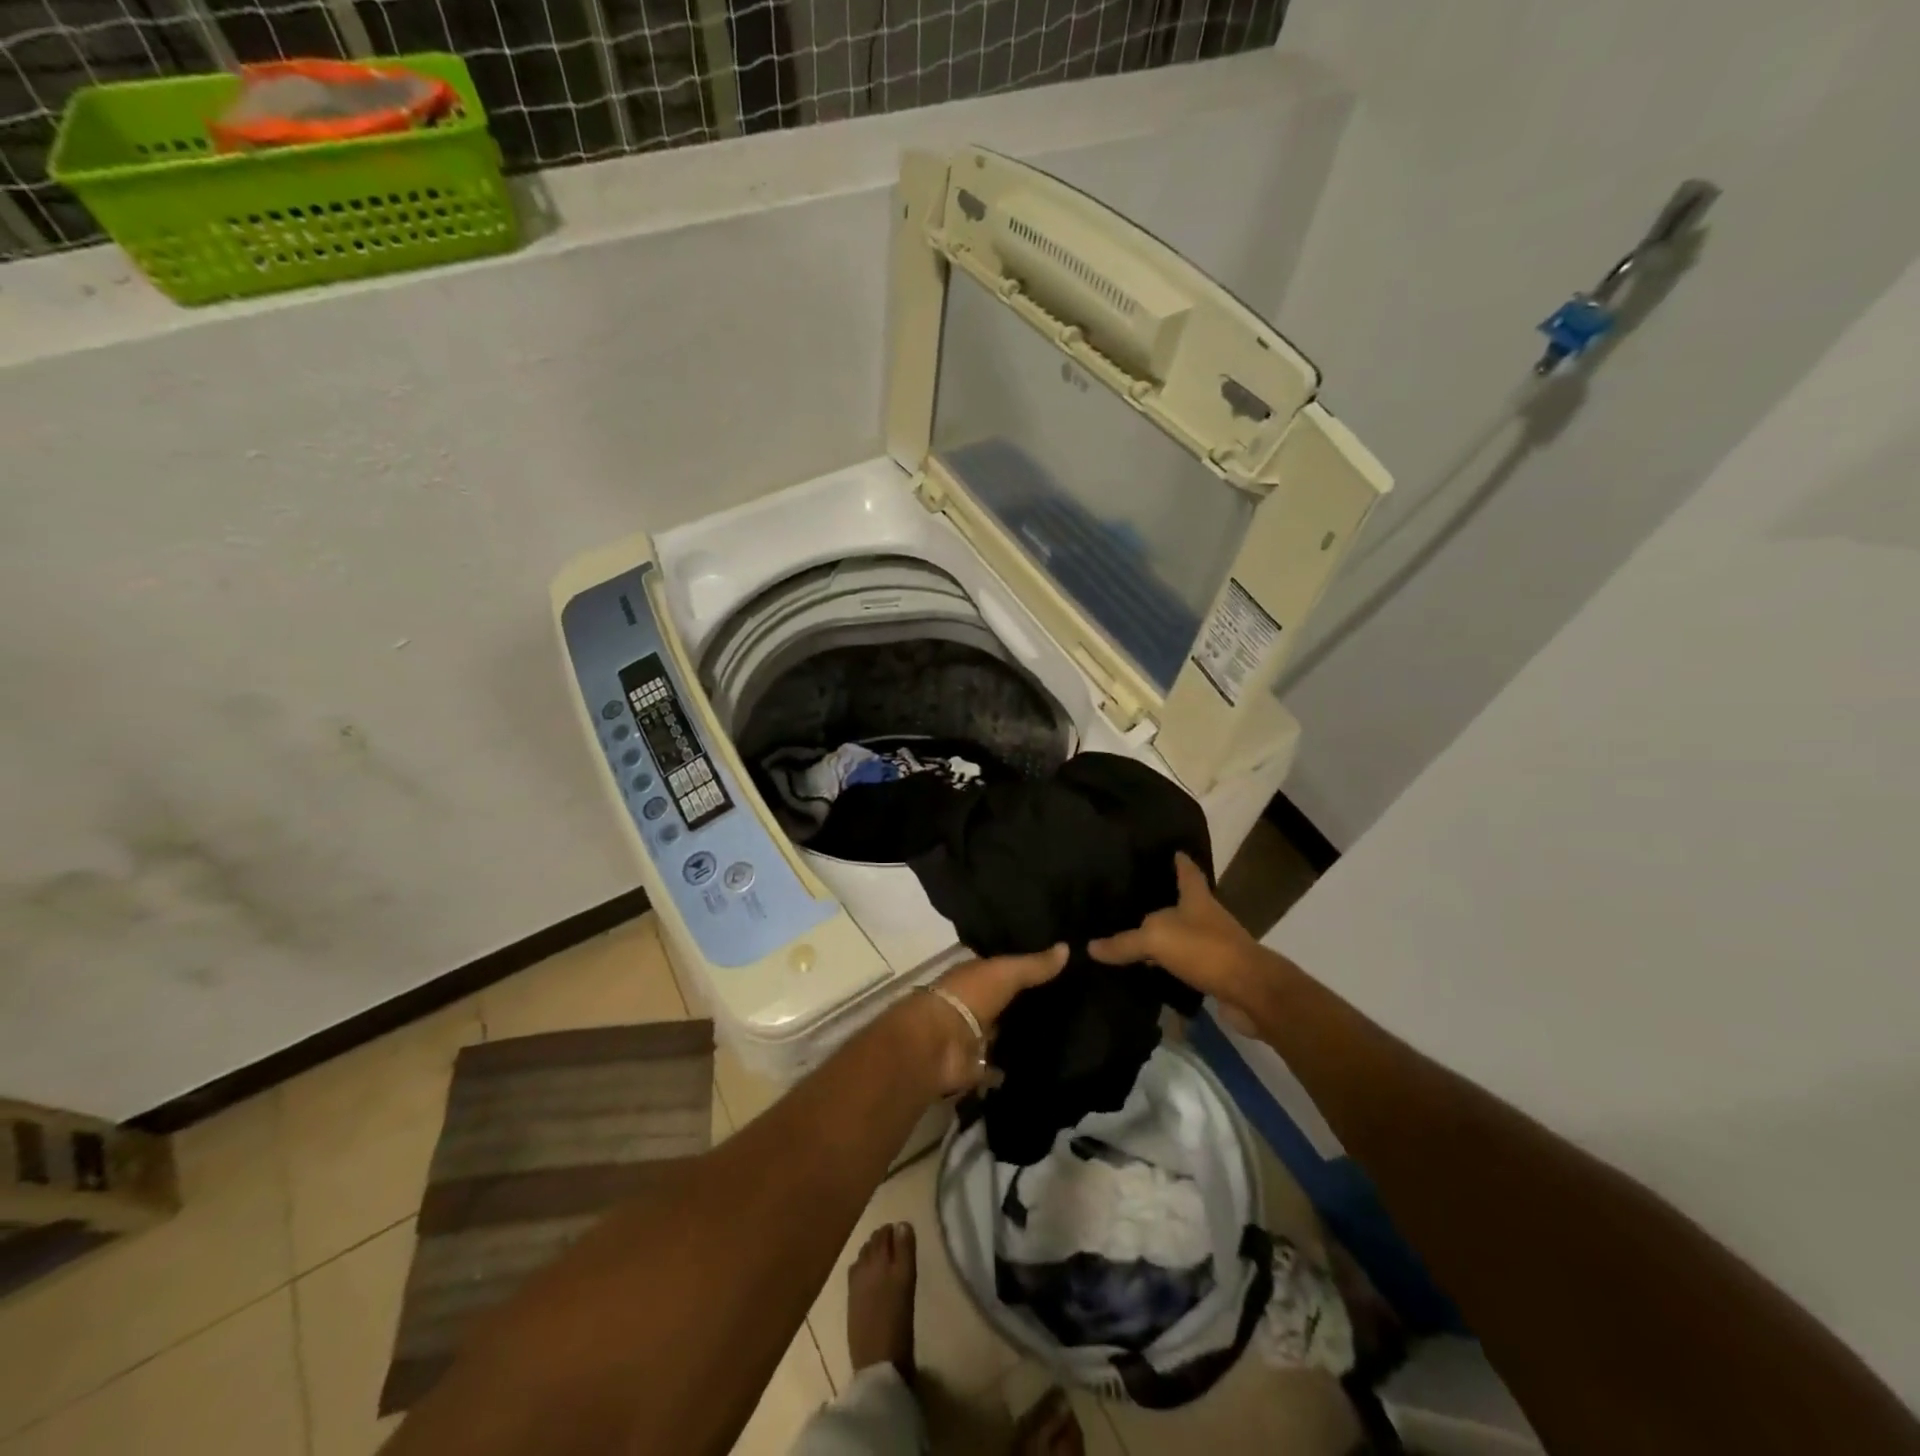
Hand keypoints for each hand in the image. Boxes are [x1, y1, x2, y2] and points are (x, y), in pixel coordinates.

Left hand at [915, 944, 1068, 1095]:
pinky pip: (998, 1066)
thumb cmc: (969, 996)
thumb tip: (1067, 947)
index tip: (1055, 971)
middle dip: (1025, 1004)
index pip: (1002, 970)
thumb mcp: (1005, 972)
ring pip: (1001, 1033)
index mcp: (973, 977)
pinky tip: (1039, 1067)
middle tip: (1067, 1006)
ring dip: (1019, 1036)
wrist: (939, 1043)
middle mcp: (972, 1004)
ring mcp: (972, 1037)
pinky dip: (1011, 1068)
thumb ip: (1034, 965)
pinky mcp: (975, 1067)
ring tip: (1061, 1037)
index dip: (1024, 969)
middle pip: (1003, 1002)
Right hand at [1088, 853, 1263, 1017]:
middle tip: (1136, 895)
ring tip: (1136, 933)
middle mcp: (1208, 917)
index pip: (1187, 871)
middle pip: (1186, 902)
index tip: (1172, 850)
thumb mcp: (1156, 940)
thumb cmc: (1205, 950)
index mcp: (1196, 898)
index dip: (1179, 861)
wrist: (1250, 992)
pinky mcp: (1216, 972)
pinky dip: (1170, 963)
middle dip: (1166, 899)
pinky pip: (1187, 962)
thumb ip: (1124, 943)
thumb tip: (1091, 946)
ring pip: (1185, 934)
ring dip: (1167, 934)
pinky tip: (1152, 969)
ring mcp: (1215, 945)